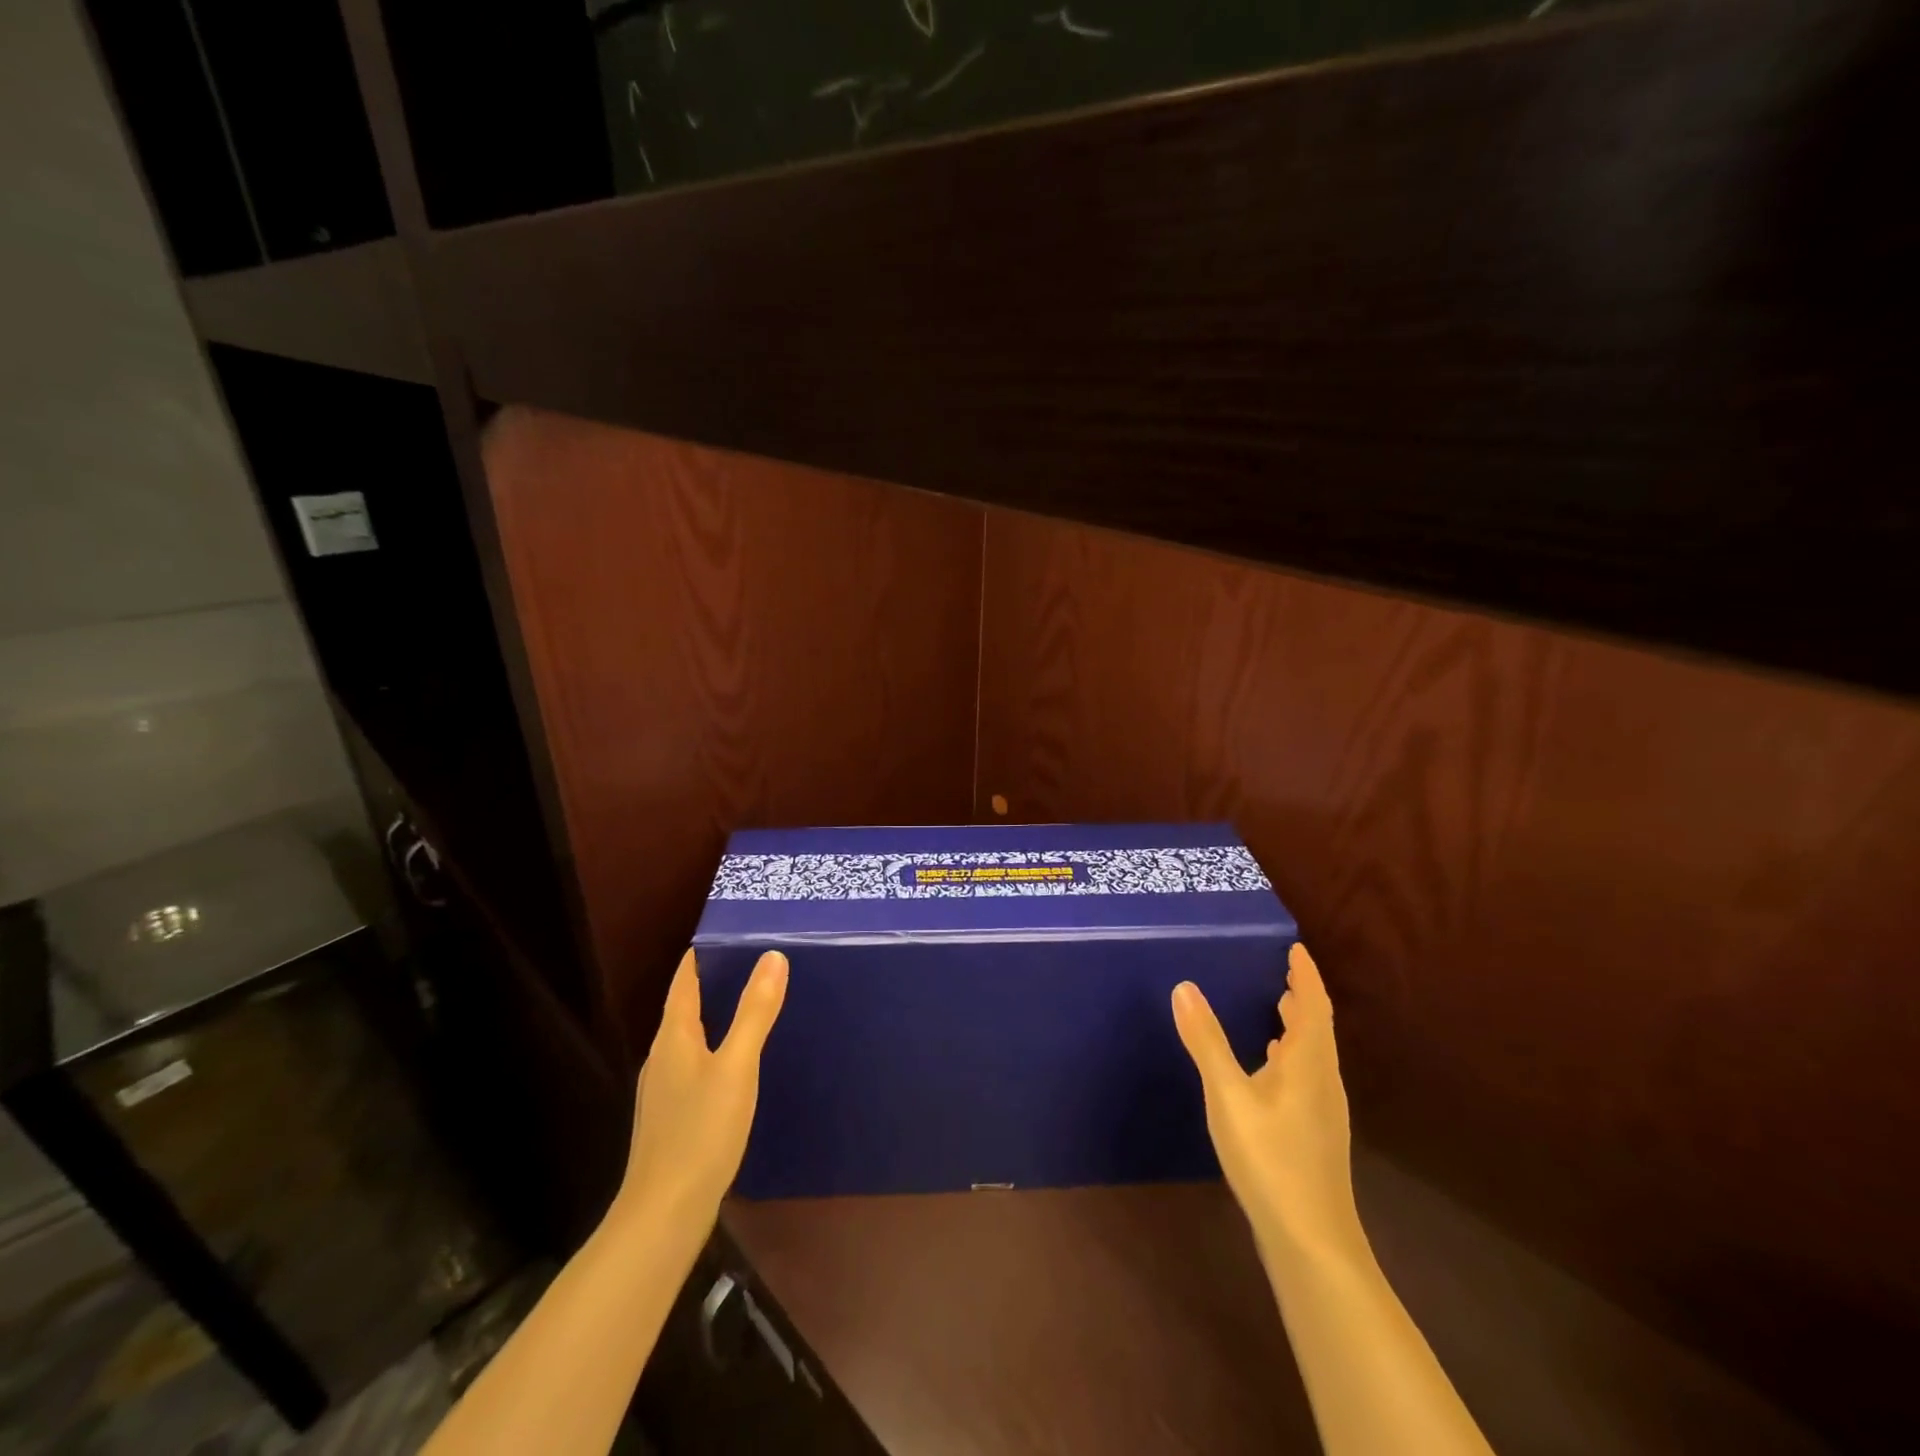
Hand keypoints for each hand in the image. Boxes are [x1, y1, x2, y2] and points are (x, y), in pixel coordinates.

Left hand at [619, 948, 788, 1221]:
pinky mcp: (670, 1117)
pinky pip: (693, 1066)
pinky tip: (735, 1065)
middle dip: (712, 982)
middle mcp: (662, 1057)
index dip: (700, 955)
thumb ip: (755, 1013)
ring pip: (689, 1039)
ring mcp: (662, 1090)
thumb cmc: (700, 1132)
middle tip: (752, 961)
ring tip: (749, 1005)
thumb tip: (772, 957)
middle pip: (684, 1008)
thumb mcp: (736, 1067)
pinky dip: (713, 1050)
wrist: (663, 1215)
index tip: (726, 931)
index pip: (684, 981)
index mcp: (673, 1037)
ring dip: (713, 1017)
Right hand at [1173, 943, 1362, 1264]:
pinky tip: (1270, 1068)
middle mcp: (1323, 1080)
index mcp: (1308, 1063)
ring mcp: (1323, 1111)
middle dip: (1301, 997)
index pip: (1313, 1006)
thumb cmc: (1270, 1158)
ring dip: (1298, 1026)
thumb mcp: (1228, 1095)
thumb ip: (1207, 1041)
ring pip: (1313, 1054)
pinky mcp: (1315, 1134)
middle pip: (1317, 1028)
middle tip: (1280, 971)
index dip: (1305, 975)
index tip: (1294, 947)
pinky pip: (1307, 1075)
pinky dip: (1291, 1055)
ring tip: (1276, 1008)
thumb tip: (1185, 986)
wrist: (1312, 1241)